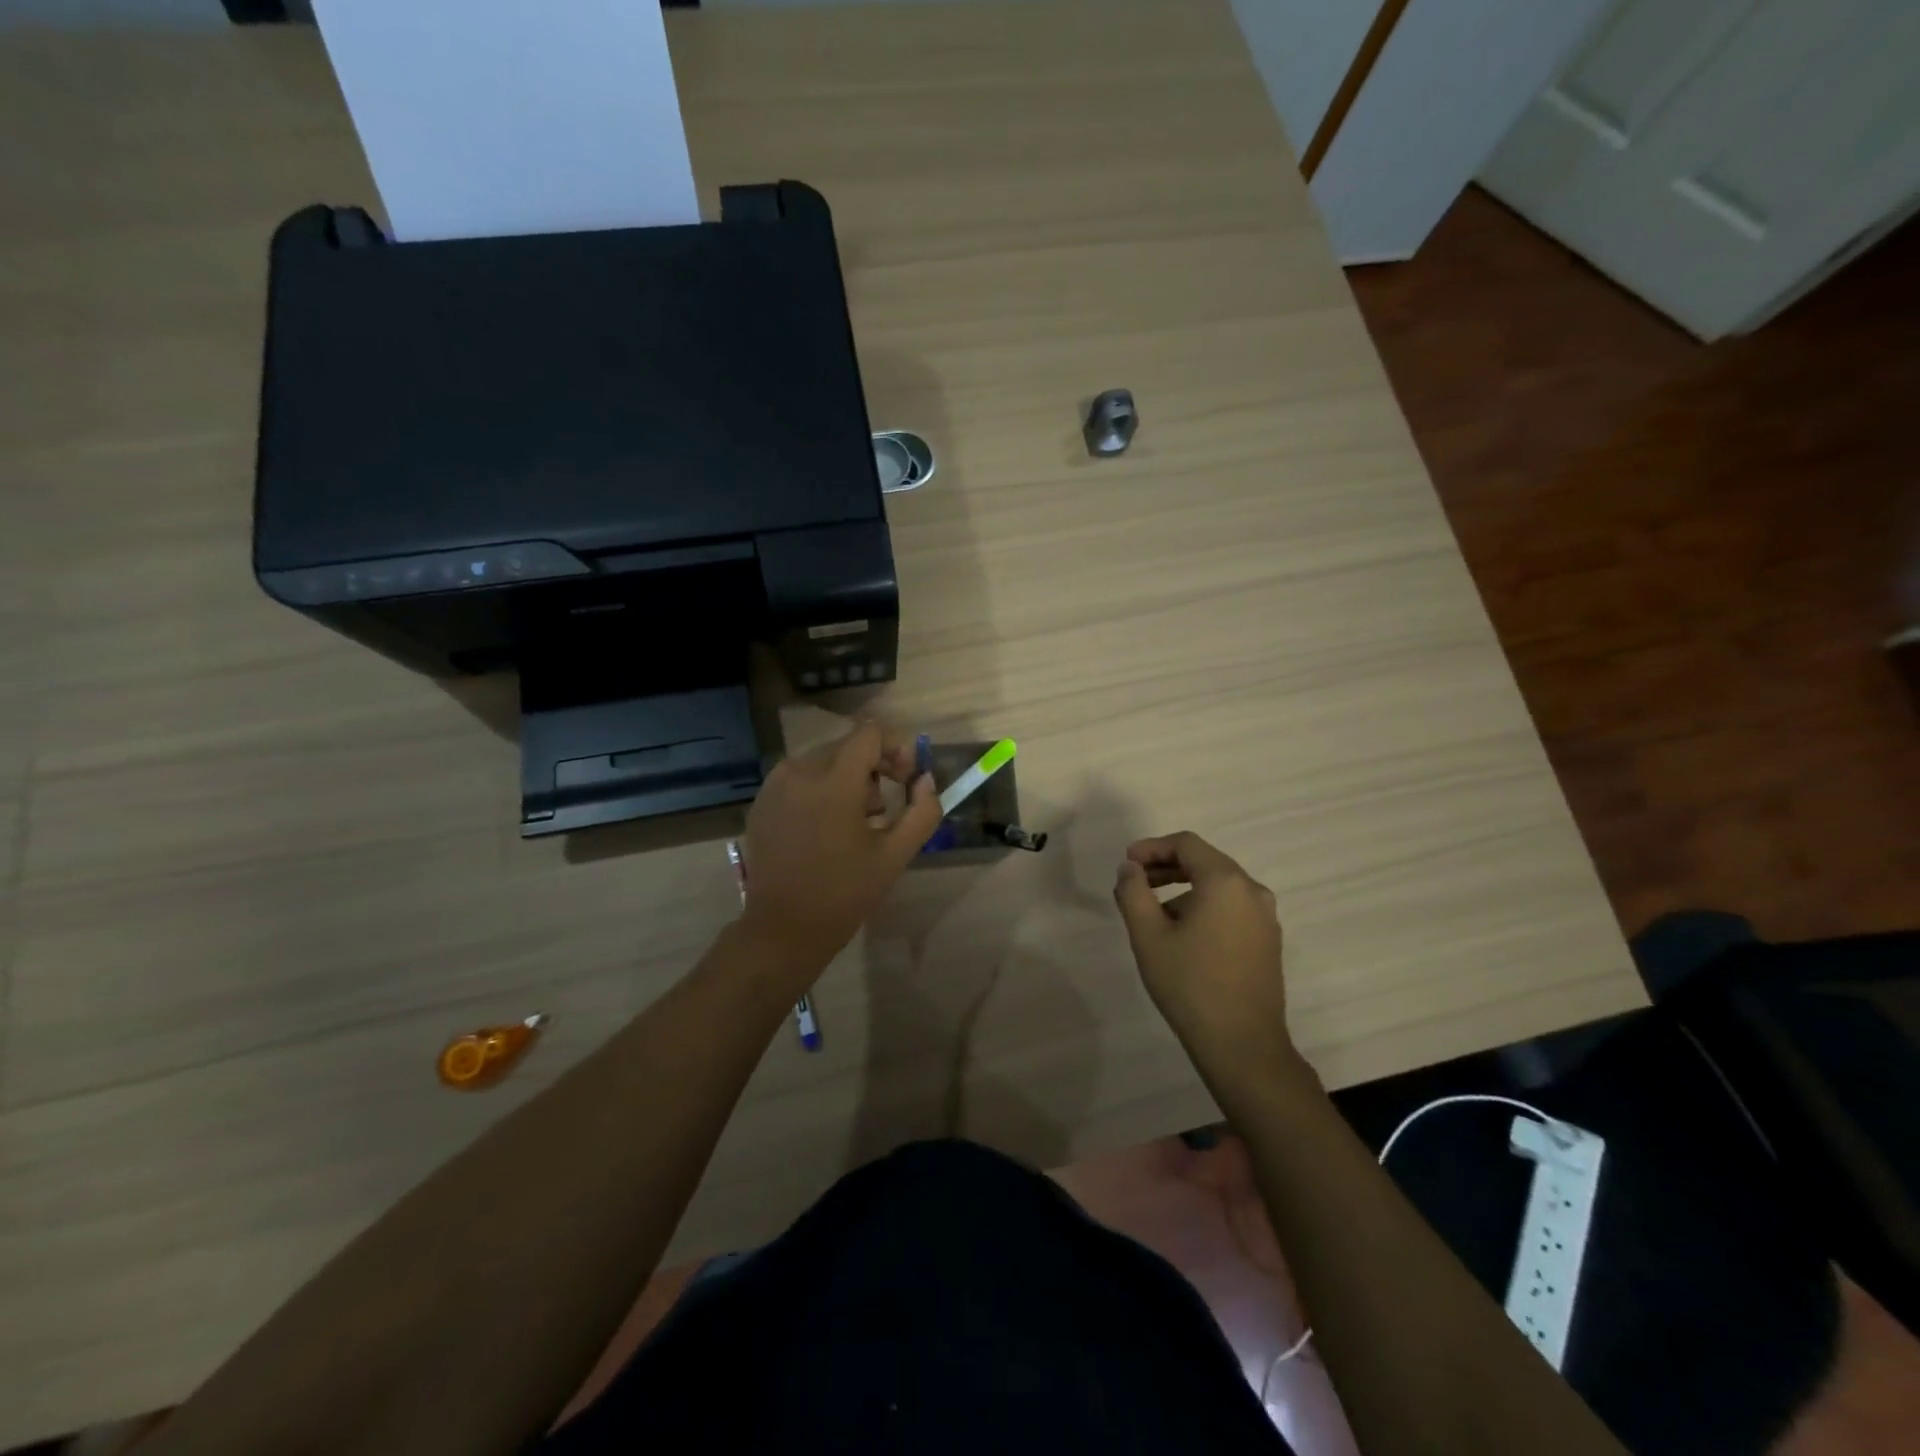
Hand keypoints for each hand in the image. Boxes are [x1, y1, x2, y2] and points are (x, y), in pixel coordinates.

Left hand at [739, 721, 940, 978]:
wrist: (783, 929)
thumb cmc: (844, 893)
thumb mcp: (895, 855)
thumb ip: (922, 811)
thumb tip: (925, 780)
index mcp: (834, 782)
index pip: (870, 732)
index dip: (896, 748)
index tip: (905, 779)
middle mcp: (799, 771)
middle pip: (847, 745)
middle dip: (874, 766)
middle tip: (886, 806)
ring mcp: (775, 785)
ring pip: (823, 759)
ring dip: (847, 778)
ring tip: (857, 821)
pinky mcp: (761, 801)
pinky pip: (799, 777)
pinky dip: (820, 789)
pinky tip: (825, 827)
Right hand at [1112, 832, 1293, 1067]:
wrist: (1242, 1045)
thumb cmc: (1190, 985)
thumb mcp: (1148, 935)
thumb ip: (1133, 892)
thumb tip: (1130, 868)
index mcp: (1225, 881)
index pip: (1186, 844)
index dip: (1152, 847)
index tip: (1126, 864)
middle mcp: (1252, 891)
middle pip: (1205, 861)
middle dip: (1166, 867)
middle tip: (1135, 883)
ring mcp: (1265, 917)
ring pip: (1219, 886)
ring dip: (1184, 889)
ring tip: (1154, 915)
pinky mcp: (1268, 940)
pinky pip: (1232, 907)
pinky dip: (1205, 907)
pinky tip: (1183, 935)